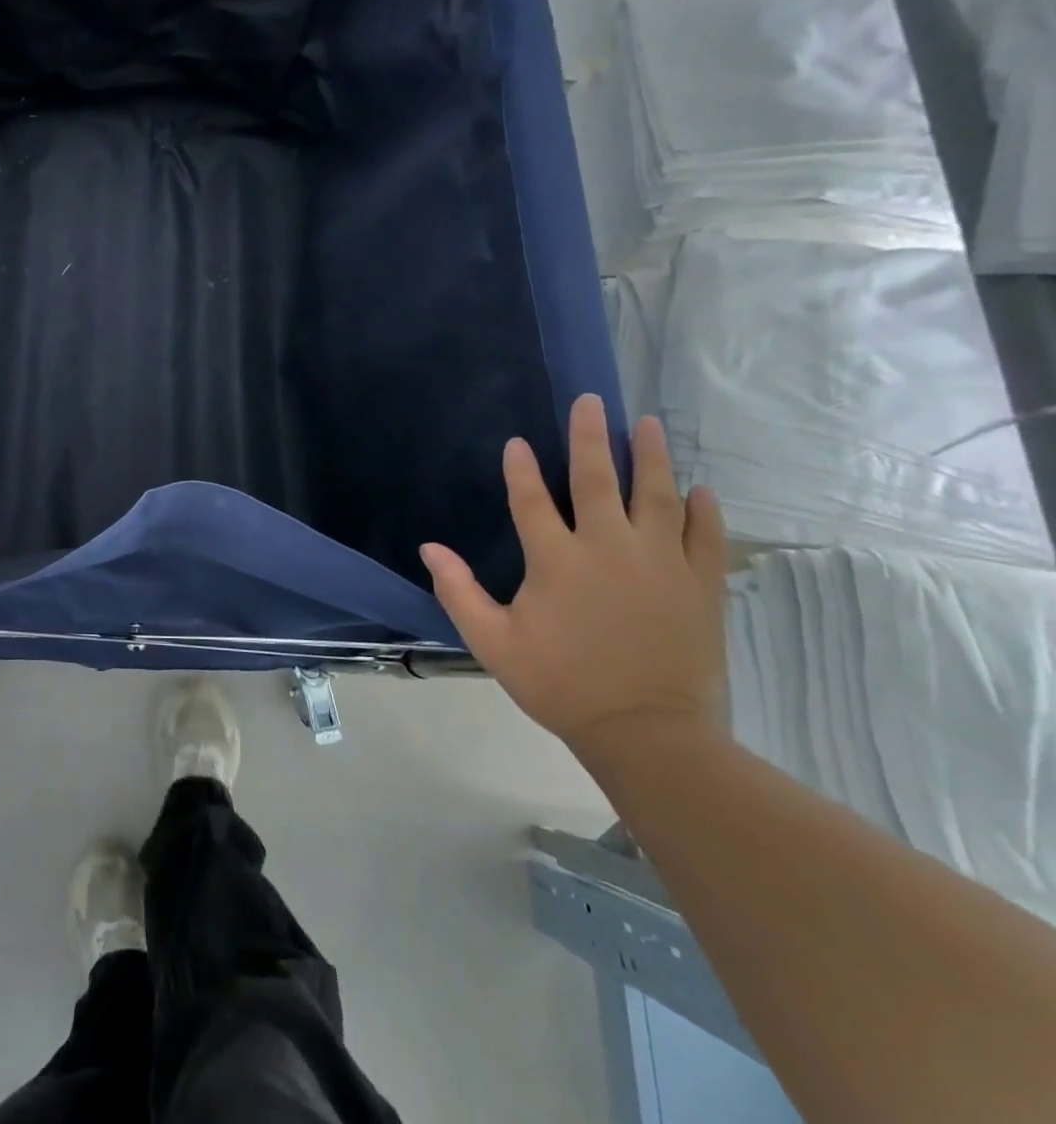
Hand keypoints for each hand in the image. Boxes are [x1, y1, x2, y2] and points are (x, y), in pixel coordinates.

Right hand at [420, 395, 726, 761]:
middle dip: (590, 437)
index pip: (531, 500)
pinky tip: (698, 489)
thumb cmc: (561, 684)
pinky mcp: (700, 583)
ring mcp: (660, 562)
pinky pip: (704, 533)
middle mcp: (608, 547)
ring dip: (650, 456)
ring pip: (656, 494)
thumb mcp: (492, 642)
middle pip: (596, 479)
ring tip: (647, 424)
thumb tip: (429, 548)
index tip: (517, 442)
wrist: (648, 732)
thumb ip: (459, 591)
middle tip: (591, 401)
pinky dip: (702, 508)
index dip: (520, 469)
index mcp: (556, 560)